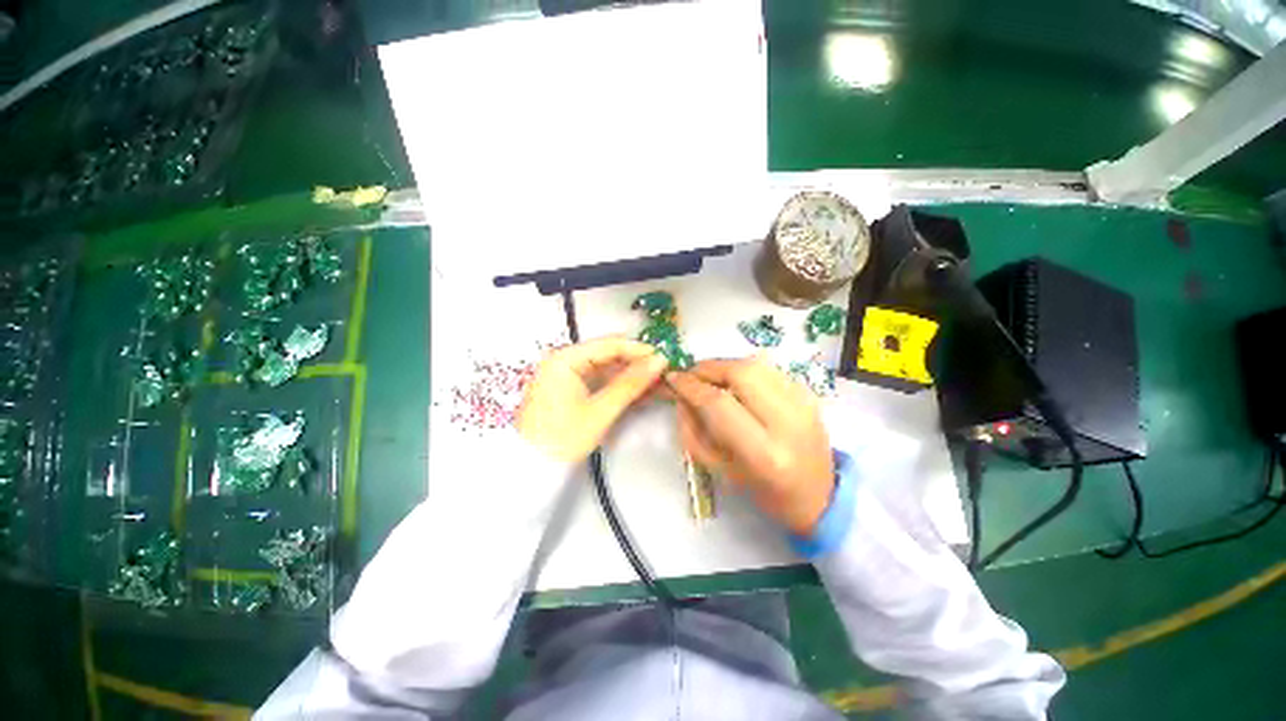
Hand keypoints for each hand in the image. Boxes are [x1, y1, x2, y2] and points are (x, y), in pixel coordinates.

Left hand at [517, 338, 668, 463]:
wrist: (533, 467)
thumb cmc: (563, 438)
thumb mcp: (600, 410)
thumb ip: (631, 383)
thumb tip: (660, 360)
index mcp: (565, 358)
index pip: (610, 344)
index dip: (640, 350)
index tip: (664, 358)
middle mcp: (564, 359)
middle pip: (608, 354)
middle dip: (636, 364)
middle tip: (663, 373)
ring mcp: (566, 373)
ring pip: (606, 367)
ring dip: (630, 375)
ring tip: (656, 384)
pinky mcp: (570, 387)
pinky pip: (599, 380)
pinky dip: (618, 385)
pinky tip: (638, 392)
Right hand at [668, 358, 834, 535]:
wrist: (820, 495)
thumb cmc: (763, 492)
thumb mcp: (719, 469)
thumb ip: (693, 431)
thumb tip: (681, 395)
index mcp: (764, 453)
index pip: (718, 404)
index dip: (691, 386)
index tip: (673, 379)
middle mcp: (788, 421)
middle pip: (741, 372)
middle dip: (708, 368)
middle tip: (692, 376)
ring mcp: (804, 403)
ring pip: (756, 364)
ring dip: (725, 366)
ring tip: (711, 379)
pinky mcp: (810, 394)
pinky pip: (769, 369)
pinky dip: (745, 370)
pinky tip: (736, 384)